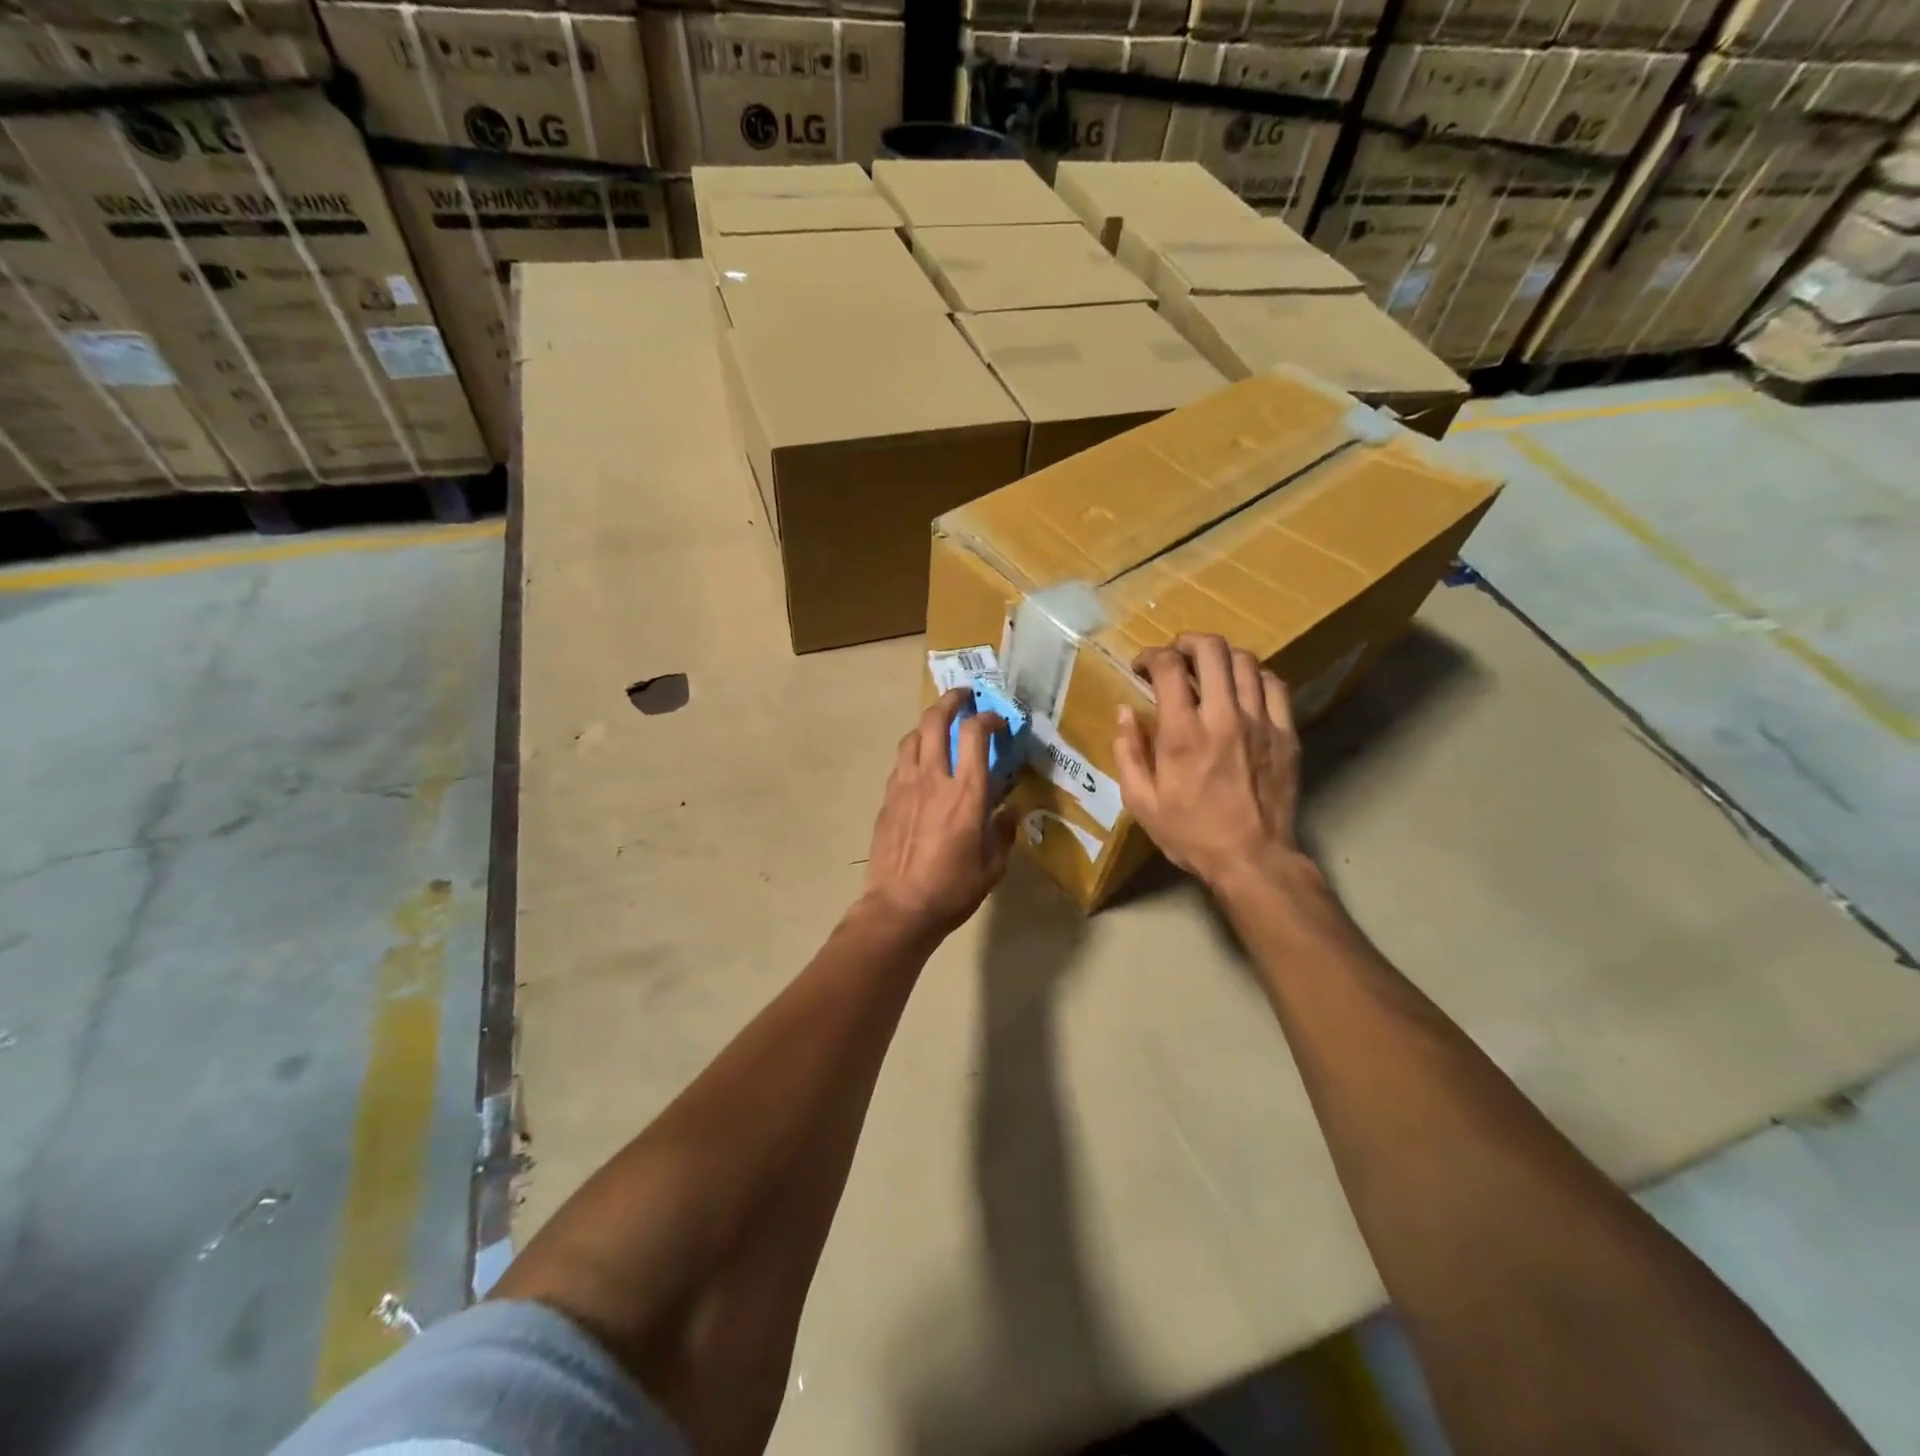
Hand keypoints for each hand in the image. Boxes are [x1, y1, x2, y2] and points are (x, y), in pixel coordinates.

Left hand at [860, 689, 1016, 938]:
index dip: (988, 718)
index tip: (998, 720)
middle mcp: (933, 778)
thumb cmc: (952, 890)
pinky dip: (913, 753)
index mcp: (966, 793)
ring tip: (940, 728)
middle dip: (951, 700)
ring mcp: (904, 786)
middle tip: (963, 697)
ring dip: (928, 724)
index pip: (976, 735)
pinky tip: (921, 766)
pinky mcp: (886, 800)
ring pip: (912, 737)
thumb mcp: (993, 866)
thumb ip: (1003, 833)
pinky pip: (900, 763)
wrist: (899, 908)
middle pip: (935, 720)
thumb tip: (1009, 813)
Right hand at [1113, 633, 1304, 890]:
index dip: (1151, 655)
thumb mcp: (1141, 802)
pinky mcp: (1285, 734)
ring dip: (1221, 656)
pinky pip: (1274, 685)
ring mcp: (1260, 722)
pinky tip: (1242, 689)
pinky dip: (1254, 676)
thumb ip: (1128, 752)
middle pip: (1212, 650)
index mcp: (1182, 734)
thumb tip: (1124, 712)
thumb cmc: (1190, 834)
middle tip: (1175, 656)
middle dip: (1187, 642)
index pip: (1169, 667)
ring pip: (1245, 661)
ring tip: (1208, 669)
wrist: (1252, 859)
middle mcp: (1223, 717)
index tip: (1142, 666)